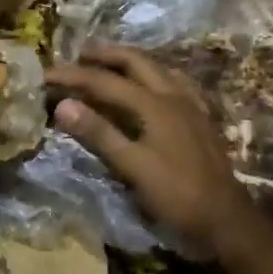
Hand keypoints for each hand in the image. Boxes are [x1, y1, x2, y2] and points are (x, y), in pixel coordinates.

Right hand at [46, 42, 253, 258]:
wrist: (227, 219)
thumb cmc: (176, 195)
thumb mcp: (132, 167)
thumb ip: (99, 133)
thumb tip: (63, 104)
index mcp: (155, 104)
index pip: (104, 81)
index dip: (73, 76)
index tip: (45, 75)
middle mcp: (174, 95)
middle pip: (136, 62)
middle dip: (105, 54)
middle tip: (79, 54)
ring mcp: (192, 105)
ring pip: (158, 68)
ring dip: (131, 61)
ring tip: (111, 63)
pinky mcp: (201, 119)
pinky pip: (177, 83)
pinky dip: (156, 75)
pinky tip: (155, 85)